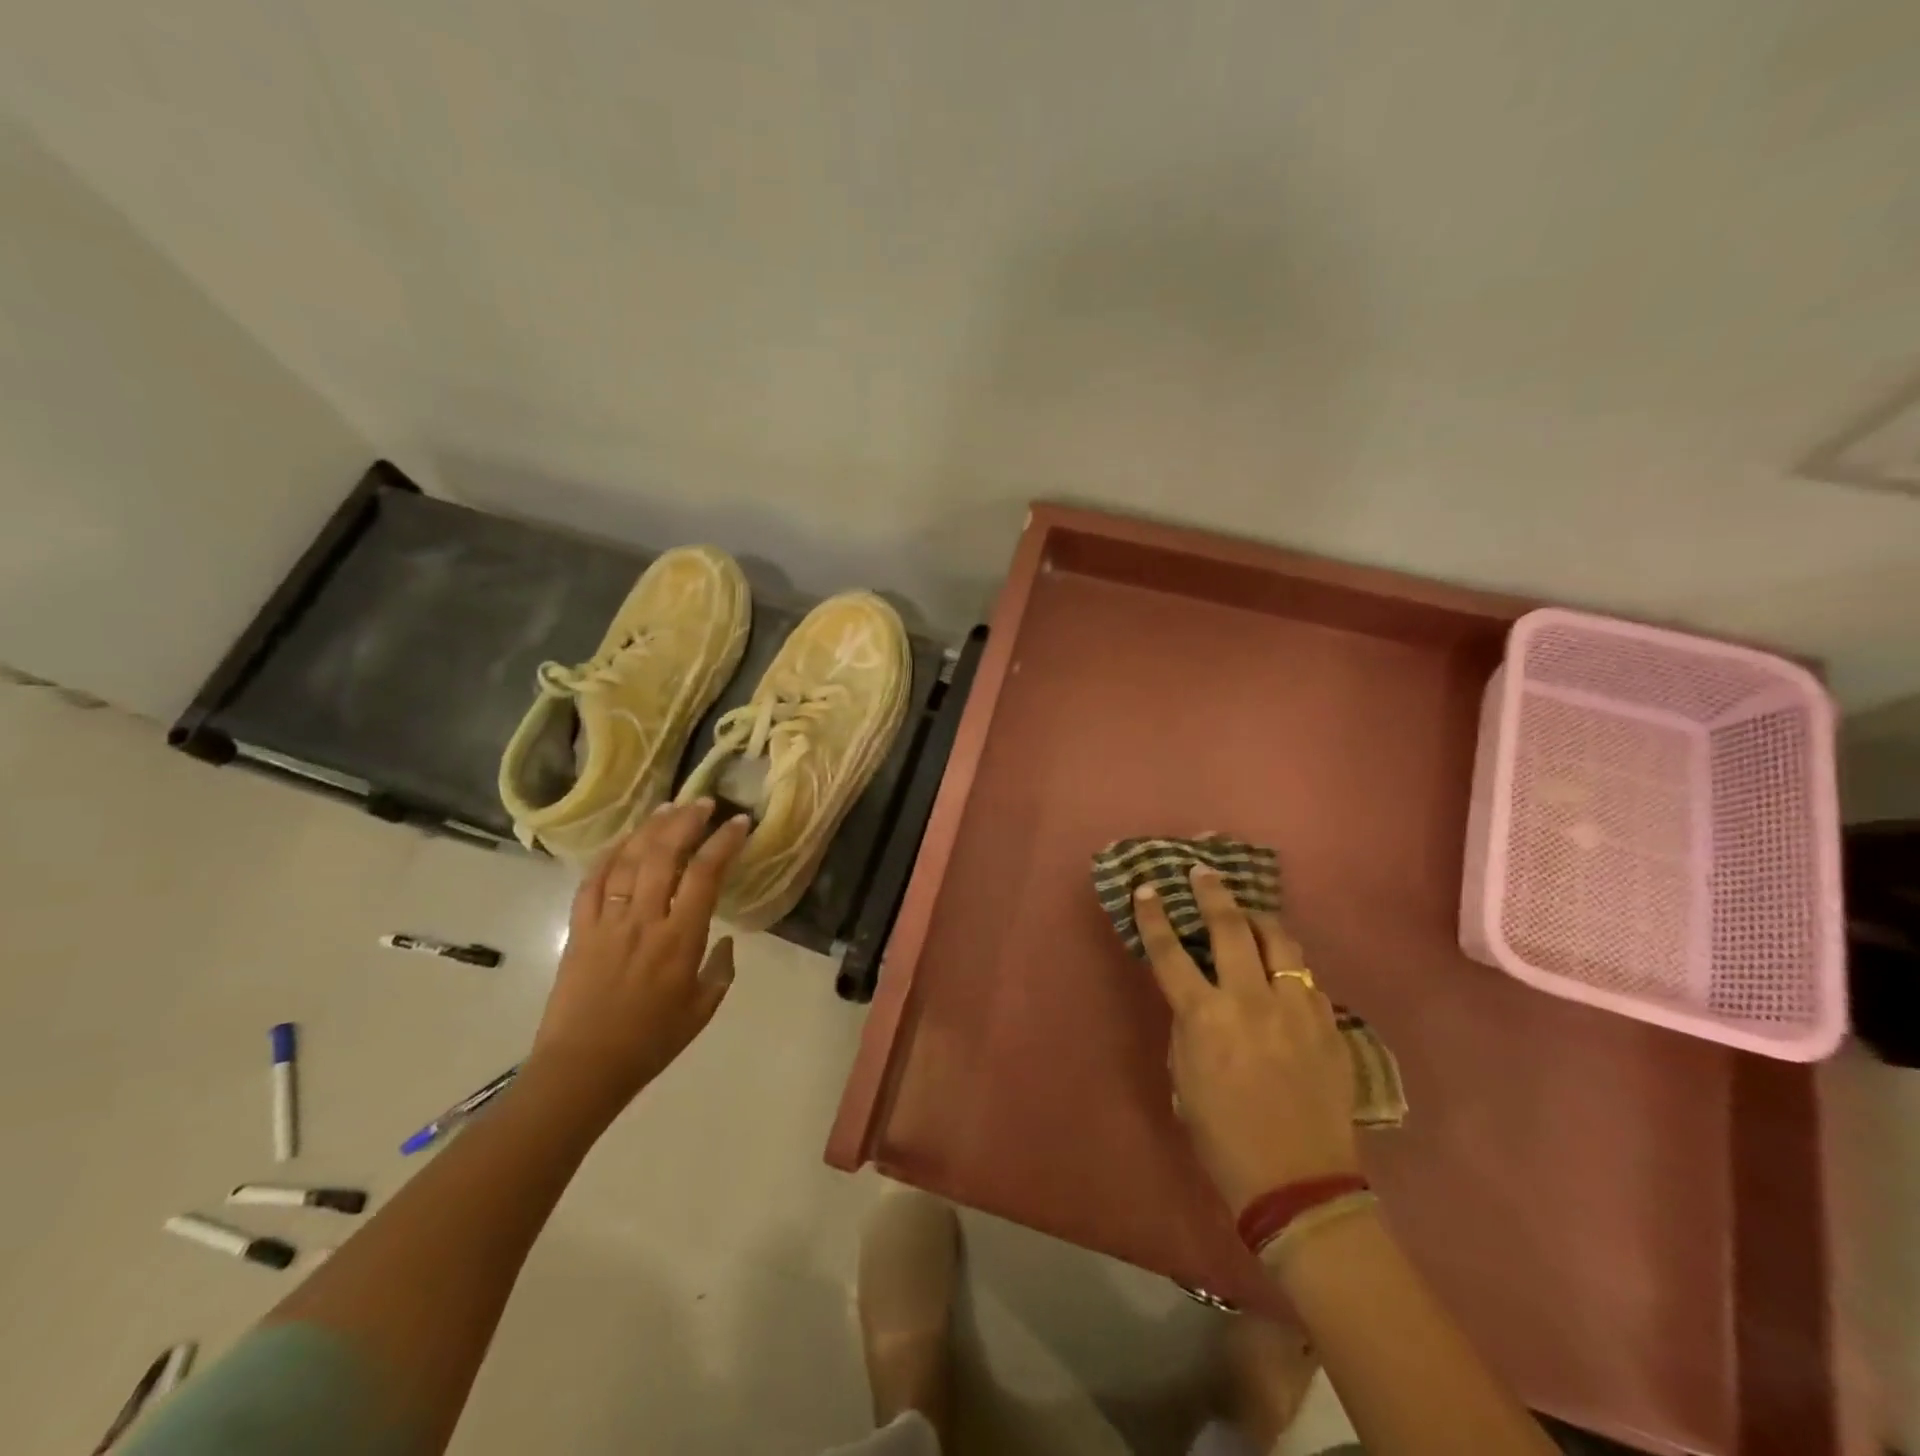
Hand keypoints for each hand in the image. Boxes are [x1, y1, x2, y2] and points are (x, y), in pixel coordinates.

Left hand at [527, 800, 749, 1117]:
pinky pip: (591, 884)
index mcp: (680, 939)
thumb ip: (720, 970)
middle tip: (702, 803)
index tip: (739, 822)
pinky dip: (607, 857)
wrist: (582, 1068)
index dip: (723, 842)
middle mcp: (644, 920)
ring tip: (666, 809)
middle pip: (664, 855)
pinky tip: (621, 842)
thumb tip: (725, 940)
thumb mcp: (702, 1010)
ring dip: (649, 830)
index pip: (705, 875)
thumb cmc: (650, 1042)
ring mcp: (607, 922)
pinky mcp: (579, 930)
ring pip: (627, 861)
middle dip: (685, 822)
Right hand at [1136, 867, 1357, 1214]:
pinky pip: (1306, 976)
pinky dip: (1288, 963)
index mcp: (1205, 1017)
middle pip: (1229, 927)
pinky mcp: (1327, 1024)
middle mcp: (1250, 1001)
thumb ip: (1189, 1024)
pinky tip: (1282, 967)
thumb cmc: (1223, 1136)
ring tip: (1248, 912)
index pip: (1169, 951)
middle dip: (1211, 892)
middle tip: (1202, 871)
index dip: (1154, 915)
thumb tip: (1197, 995)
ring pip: (1280, 941)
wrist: (1299, 1182)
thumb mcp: (1184, 1075)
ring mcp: (1295, 1009)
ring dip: (1259, 918)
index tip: (1147, 888)